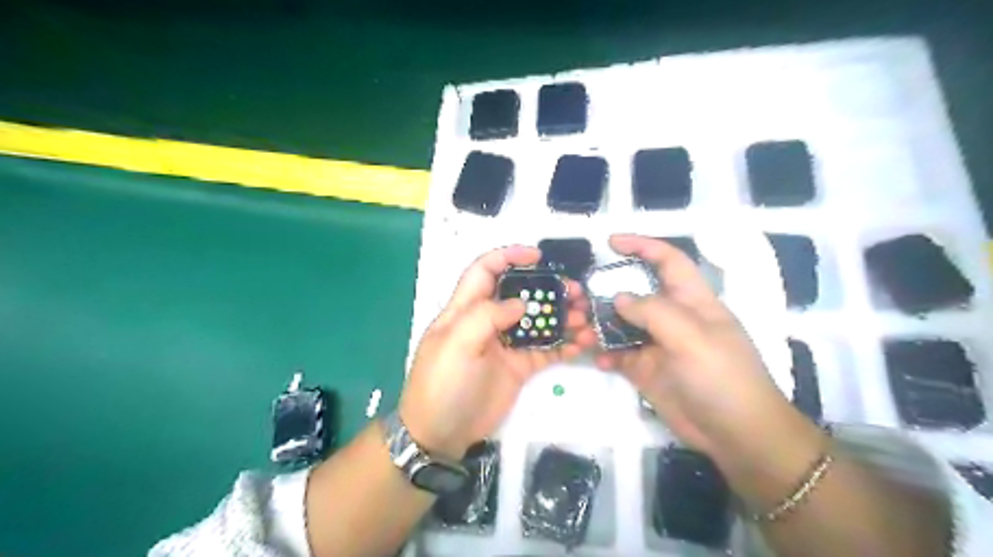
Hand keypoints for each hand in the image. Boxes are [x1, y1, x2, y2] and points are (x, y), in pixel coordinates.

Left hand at [398, 246, 596, 458]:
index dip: (508, 256)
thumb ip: (486, 316)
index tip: (538, 255)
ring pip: (538, 321)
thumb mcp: (456, 344)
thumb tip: (520, 303)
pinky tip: (582, 343)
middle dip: (548, 288)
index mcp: (466, 310)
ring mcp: (506, 345)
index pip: (485, 271)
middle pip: (520, 294)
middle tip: (576, 291)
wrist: (441, 433)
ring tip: (586, 318)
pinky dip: (565, 344)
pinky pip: (546, 350)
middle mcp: (488, 322)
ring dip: (563, 316)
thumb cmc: (443, 384)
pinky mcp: (519, 367)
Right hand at [592, 232, 800, 461]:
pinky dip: (605, 354)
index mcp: (692, 301)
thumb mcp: (692, 338)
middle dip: (608, 291)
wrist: (735, 435)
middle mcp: (673, 318)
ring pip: (622, 324)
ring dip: (600, 325)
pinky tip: (597, 360)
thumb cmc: (722, 377)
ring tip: (580, 331)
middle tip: (580, 297)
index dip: (643, 246)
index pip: (668, 261)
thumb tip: (619, 298)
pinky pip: (619, 354)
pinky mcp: (647, 370)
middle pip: (636, 293)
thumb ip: (654, 312)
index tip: (611, 242)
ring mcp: (658, 345)